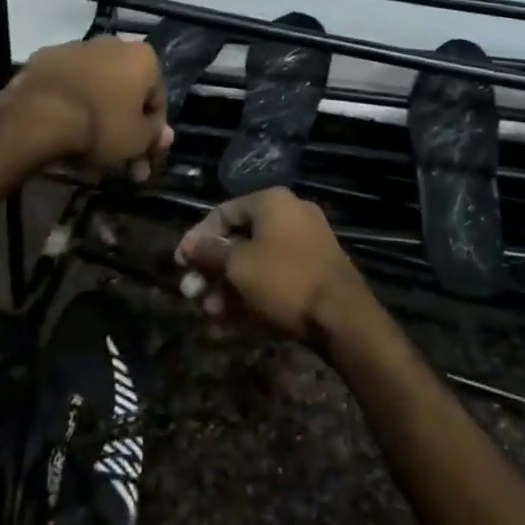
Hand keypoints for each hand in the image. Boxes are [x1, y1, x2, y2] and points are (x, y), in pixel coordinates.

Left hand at [10, 38, 173, 179]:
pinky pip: (67, 83)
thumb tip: (164, 134)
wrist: (39, 114)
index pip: (156, 99)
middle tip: (117, 160)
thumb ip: (154, 135)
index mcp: (142, 57)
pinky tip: (63, 126)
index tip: (142, 159)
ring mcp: (76, 47)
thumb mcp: (137, 140)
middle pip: (125, 90)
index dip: (151, 133)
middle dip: (124, 125)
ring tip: (86, 147)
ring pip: (96, 84)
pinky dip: (69, 101)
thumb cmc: (100, 125)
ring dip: (97, 111)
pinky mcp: (46, 56)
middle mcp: (113, 43)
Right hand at [174, 187, 369, 343]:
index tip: (180, 263)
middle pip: (239, 239)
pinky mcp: (314, 272)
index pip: (224, 212)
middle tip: (192, 293)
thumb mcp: (238, 265)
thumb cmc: (284, 279)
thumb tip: (190, 244)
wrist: (343, 317)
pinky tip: (230, 323)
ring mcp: (305, 244)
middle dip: (212, 269)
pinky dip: (252, 295)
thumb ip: (210, 252)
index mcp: (272, 202)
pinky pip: (274, 278)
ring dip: (228, 287)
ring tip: (210, 313)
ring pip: (256, 262)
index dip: (198, 237)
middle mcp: (289, 215)